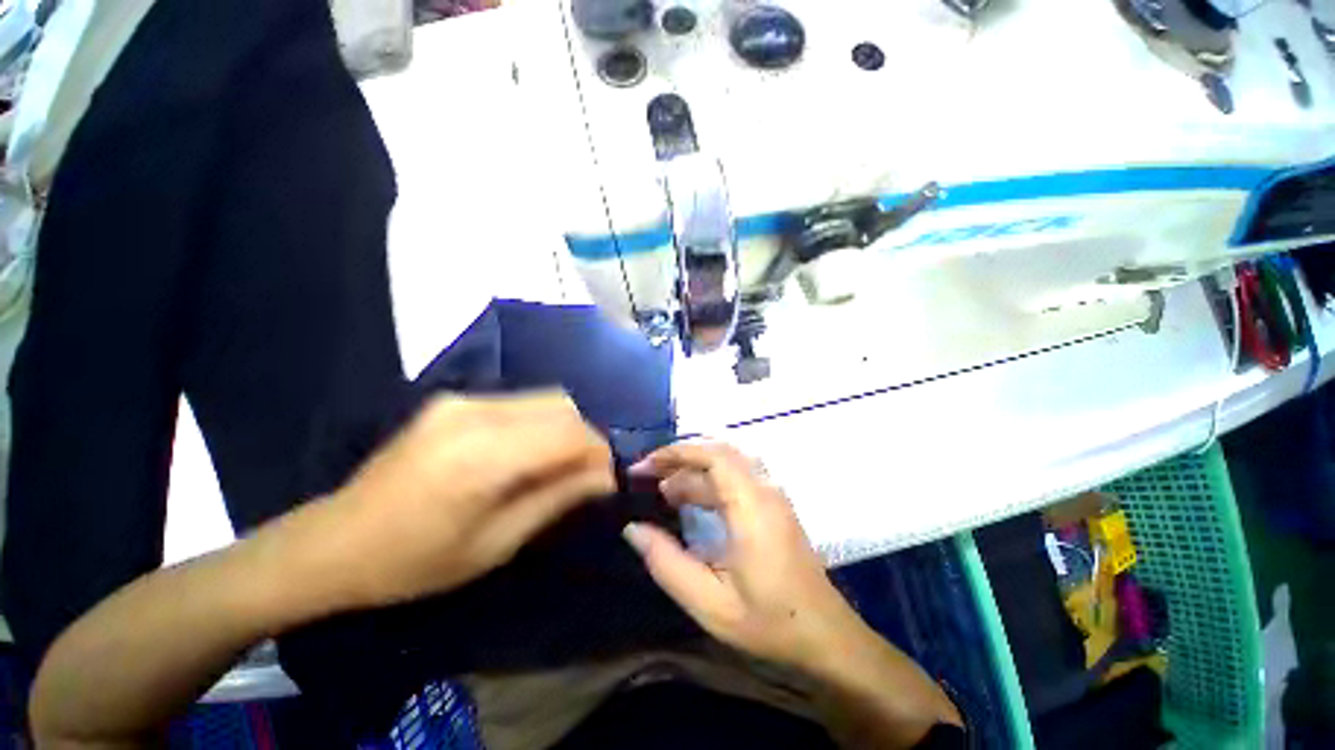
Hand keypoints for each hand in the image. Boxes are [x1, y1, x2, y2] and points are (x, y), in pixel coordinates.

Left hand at [321, 391, 614, 607]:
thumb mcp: (497, 543)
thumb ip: (558, 499)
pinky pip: (519, 403)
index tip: (606, 480)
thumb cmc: (415, 560)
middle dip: (585, 438)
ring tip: (558, 465)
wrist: (333, 541)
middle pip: (563, 406)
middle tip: (584, 474)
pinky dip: (539, 424)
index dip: (599, 453)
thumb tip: (605, 477)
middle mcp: (476, 414)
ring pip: (545, 399)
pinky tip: (526, 454)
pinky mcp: (454, 400)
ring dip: (564, 429)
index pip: (570, 433)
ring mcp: (462, 400)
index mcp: (483, 456)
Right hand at [622, 442, 862, 670]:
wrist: (825, 635)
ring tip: (661, 492)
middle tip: (645, 475)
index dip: (675, 453)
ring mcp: (771, 496)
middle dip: (679, 458)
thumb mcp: (709, 602)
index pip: (713, 456)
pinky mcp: (773, 505)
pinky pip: (735, 478)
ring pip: (727, 465)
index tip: (644, 468)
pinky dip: (708, 482)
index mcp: (752, 507)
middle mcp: (764, 490)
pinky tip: (689, 501)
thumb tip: (633, 529)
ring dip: (692, 471)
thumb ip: (667, 563)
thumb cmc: (769, 621)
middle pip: (718, 454)